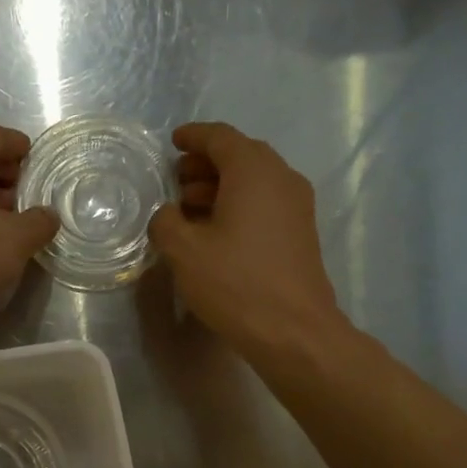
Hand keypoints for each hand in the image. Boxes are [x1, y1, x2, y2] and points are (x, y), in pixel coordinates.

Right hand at [147, 122, 342, 356]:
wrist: (293, 330)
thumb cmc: (235, 283)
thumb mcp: (184, 251)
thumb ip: (166, 222)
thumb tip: (168, 214)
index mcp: (253, 171)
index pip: (220, 137)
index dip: (193, 137)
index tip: (173, 142)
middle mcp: (281, 178)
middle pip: (240, 156)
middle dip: (206, 164)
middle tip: (176, 180)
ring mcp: (297, 206)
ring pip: (254, 182)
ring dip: (221, 187)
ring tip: (189, 208)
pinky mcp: (300, 233)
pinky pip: (264, 204)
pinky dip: (238, 205)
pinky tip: (215, 232)